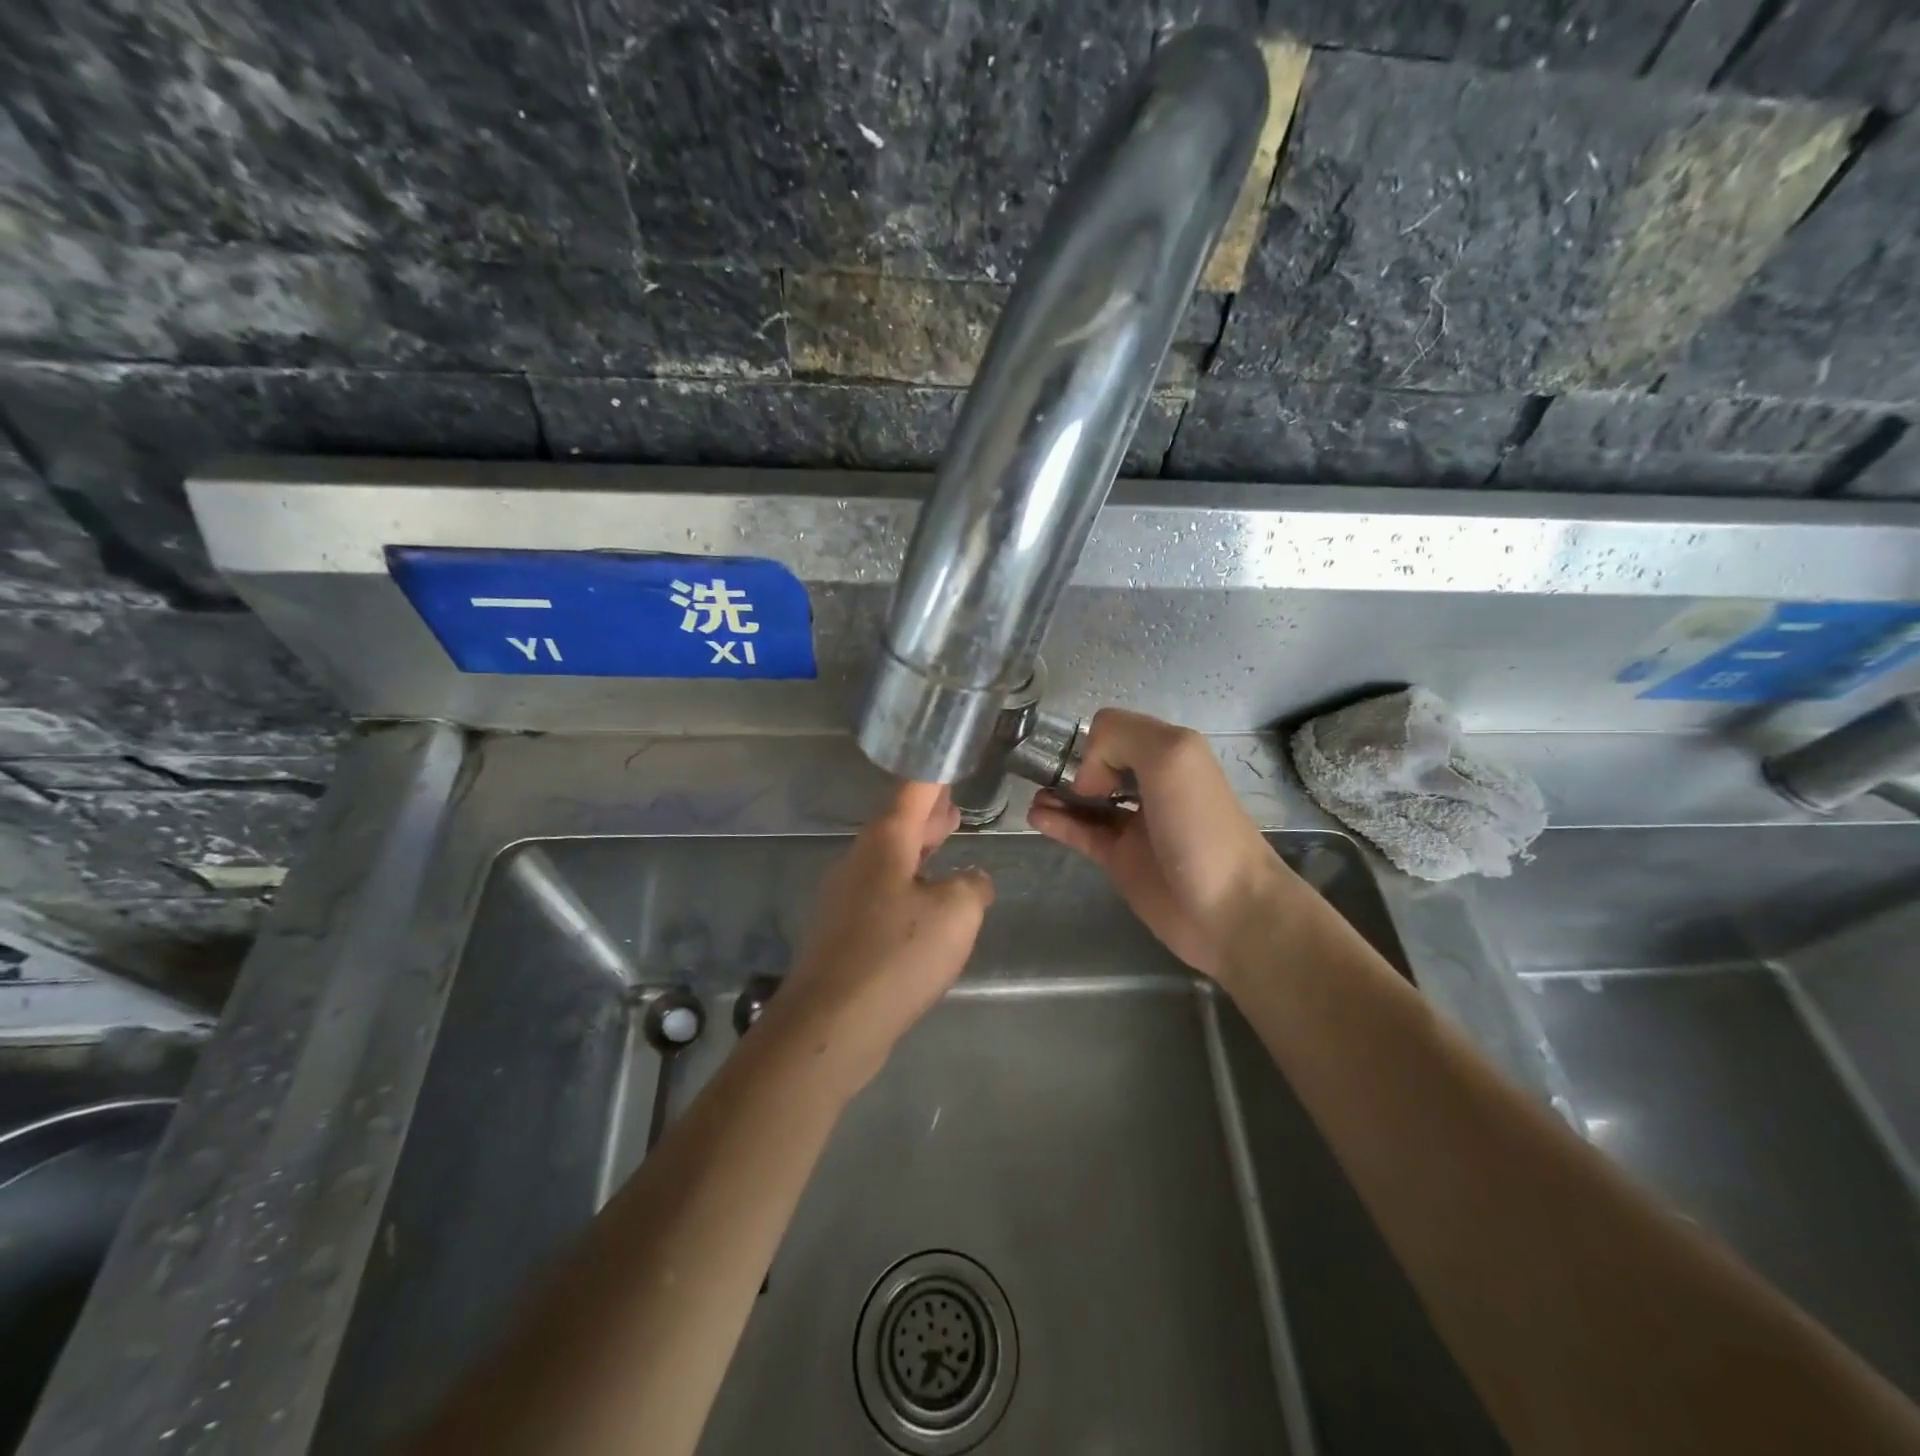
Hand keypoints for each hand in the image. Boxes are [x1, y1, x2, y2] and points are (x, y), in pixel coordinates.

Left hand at [763, 781, 993, 1091]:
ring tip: (946, 842)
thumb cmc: (896, 955)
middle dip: (929, 814)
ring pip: (890, 859)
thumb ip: (973, 885)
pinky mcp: (843, 933)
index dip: (937, 772)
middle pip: (899, 823)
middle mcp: (859, 860)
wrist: (830, 1025)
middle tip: (955, 804)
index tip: (952, 755)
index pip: (915, 790)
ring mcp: (845, 898)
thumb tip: (971, 881)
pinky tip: (927, 906)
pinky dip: (909, 883)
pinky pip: (883, 893)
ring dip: (920, 848)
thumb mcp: (956, 912)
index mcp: (885, 841)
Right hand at [1027, 709, 1296, 981]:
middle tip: (1054, 783)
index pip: (1115, 730)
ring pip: (1086, 799)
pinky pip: (1082, 833)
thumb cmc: (1202, 828)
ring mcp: (1135, 824)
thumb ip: (1122, 738)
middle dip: (1071, 765)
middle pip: (1099, 763)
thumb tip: (1087, 776)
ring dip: (1058, 793)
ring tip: (1036, 798)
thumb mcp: (1172, 756)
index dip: (1095, 744)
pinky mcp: (1120, 860)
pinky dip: (1057, 822)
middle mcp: (1151, 784)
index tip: (1093, 771)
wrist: (1230, 910)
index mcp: (1169, 754)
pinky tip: (1037, 817)